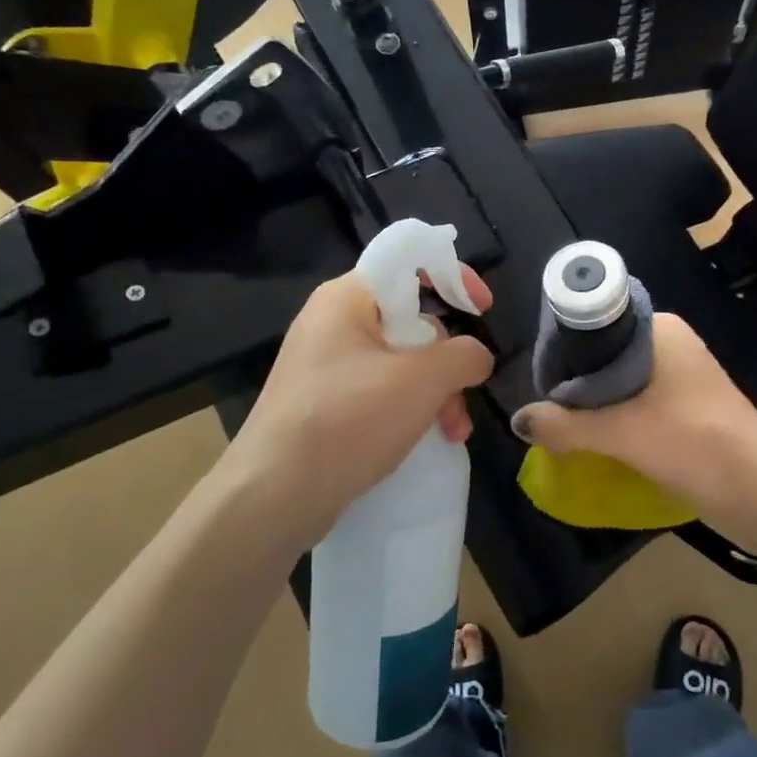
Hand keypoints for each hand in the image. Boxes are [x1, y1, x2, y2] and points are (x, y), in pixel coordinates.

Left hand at [220, 267, 494, 543]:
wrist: (273, 496)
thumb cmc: (348, 421)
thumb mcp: (421, 381)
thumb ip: (464, 355)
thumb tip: (477, 356)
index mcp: (347, 298)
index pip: (407, 260)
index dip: (453, 275)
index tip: (483, 309)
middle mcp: (333, 322)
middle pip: (410, 319)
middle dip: (448, 359)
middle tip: (464, 395)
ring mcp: (326, 365)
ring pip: (400, 361)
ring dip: (436, 392)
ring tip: (452, 432)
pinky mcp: (324, 402)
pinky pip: (380, 390)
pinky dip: (409, 408)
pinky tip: (426, 439)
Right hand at [509, 313, 756, 526]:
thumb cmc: (693, 443)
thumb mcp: (621, 433)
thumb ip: (566, 426)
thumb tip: (519, 421)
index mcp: (659, 329)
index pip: (596, 322)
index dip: (564, 348)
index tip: (538, 378)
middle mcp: (670, 345)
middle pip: (605, 355)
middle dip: (575, 382)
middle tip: (545, 408)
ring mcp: (682, 378)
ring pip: (621, 383)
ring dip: (595, 405)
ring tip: (561, 427)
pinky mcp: (688, 408)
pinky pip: (638, 404)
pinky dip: (616, 419)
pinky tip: (594, 441)